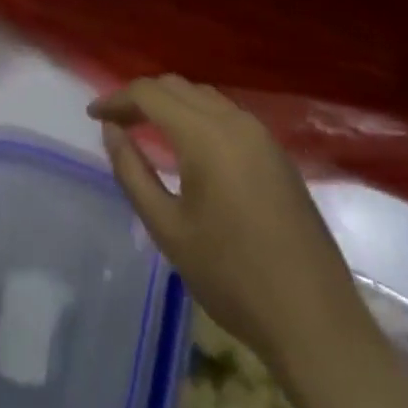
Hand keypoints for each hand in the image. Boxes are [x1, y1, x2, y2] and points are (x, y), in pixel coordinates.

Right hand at [90, 76, 356, 367]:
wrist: (315, 321)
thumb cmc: (232, 278)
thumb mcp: (168, 229)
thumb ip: (133, 172)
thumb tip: (111, 131)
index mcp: (205, 135)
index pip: (150, 93)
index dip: (116, 99)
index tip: (92, 115)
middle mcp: (234, 121)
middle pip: (177, 86)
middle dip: (141, 97)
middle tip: (115, 122)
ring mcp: (261, 135)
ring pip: (203, 97)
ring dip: (171, 104)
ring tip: (146, 128)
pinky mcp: (277, 153)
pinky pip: (226, 114)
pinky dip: (197, 115)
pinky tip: (188, 144)